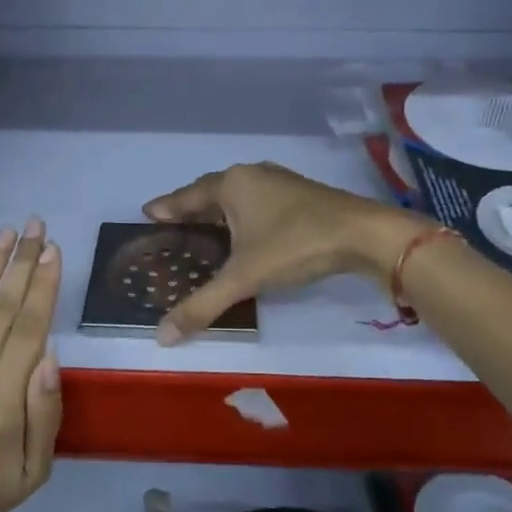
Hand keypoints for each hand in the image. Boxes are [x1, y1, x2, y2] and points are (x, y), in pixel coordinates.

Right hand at [143, 163, 431, 344]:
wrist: (364, 234)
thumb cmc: (295, 245)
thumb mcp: (244, 277)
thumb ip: (202, 305)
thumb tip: (161, 336)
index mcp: (231, 185)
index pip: (188, 196)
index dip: (167, 207)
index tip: (147, 213)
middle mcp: (251, 175)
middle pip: (211, 191)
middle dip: (191, 208)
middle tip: (172, 225)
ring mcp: (279, 181)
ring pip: (237, 195)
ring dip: (219, 211)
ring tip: (204, 229)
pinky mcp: (301, 194)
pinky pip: (258, 201)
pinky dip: (243, 215)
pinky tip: (246, 232)